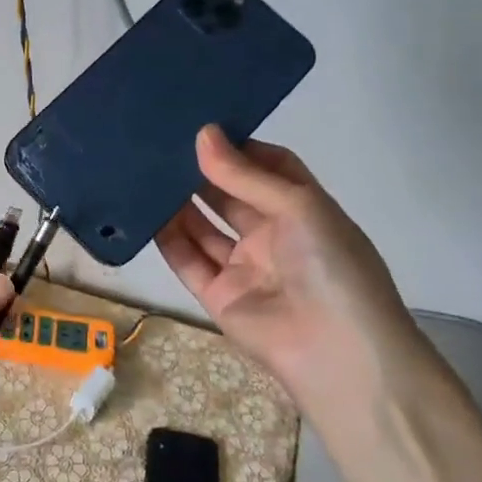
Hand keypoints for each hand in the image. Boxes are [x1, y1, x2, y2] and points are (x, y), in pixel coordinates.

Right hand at [156, 125, 424, 416]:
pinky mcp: (218, 295)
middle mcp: (273, 234)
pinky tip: (143, 211)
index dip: (240, 147)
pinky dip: (166, 237)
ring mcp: (244, 266)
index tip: (203, 126)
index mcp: (304, 210)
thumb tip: (202, 133)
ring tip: (145, 168)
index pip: (269, 167)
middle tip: (162, 142)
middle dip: (201, 170)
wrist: (339, 356)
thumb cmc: (332, 267)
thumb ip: (244, 174)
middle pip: (230, 194)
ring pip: (203, 225)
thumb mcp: (298, 207)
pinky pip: (187, 259)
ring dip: (179, 200)